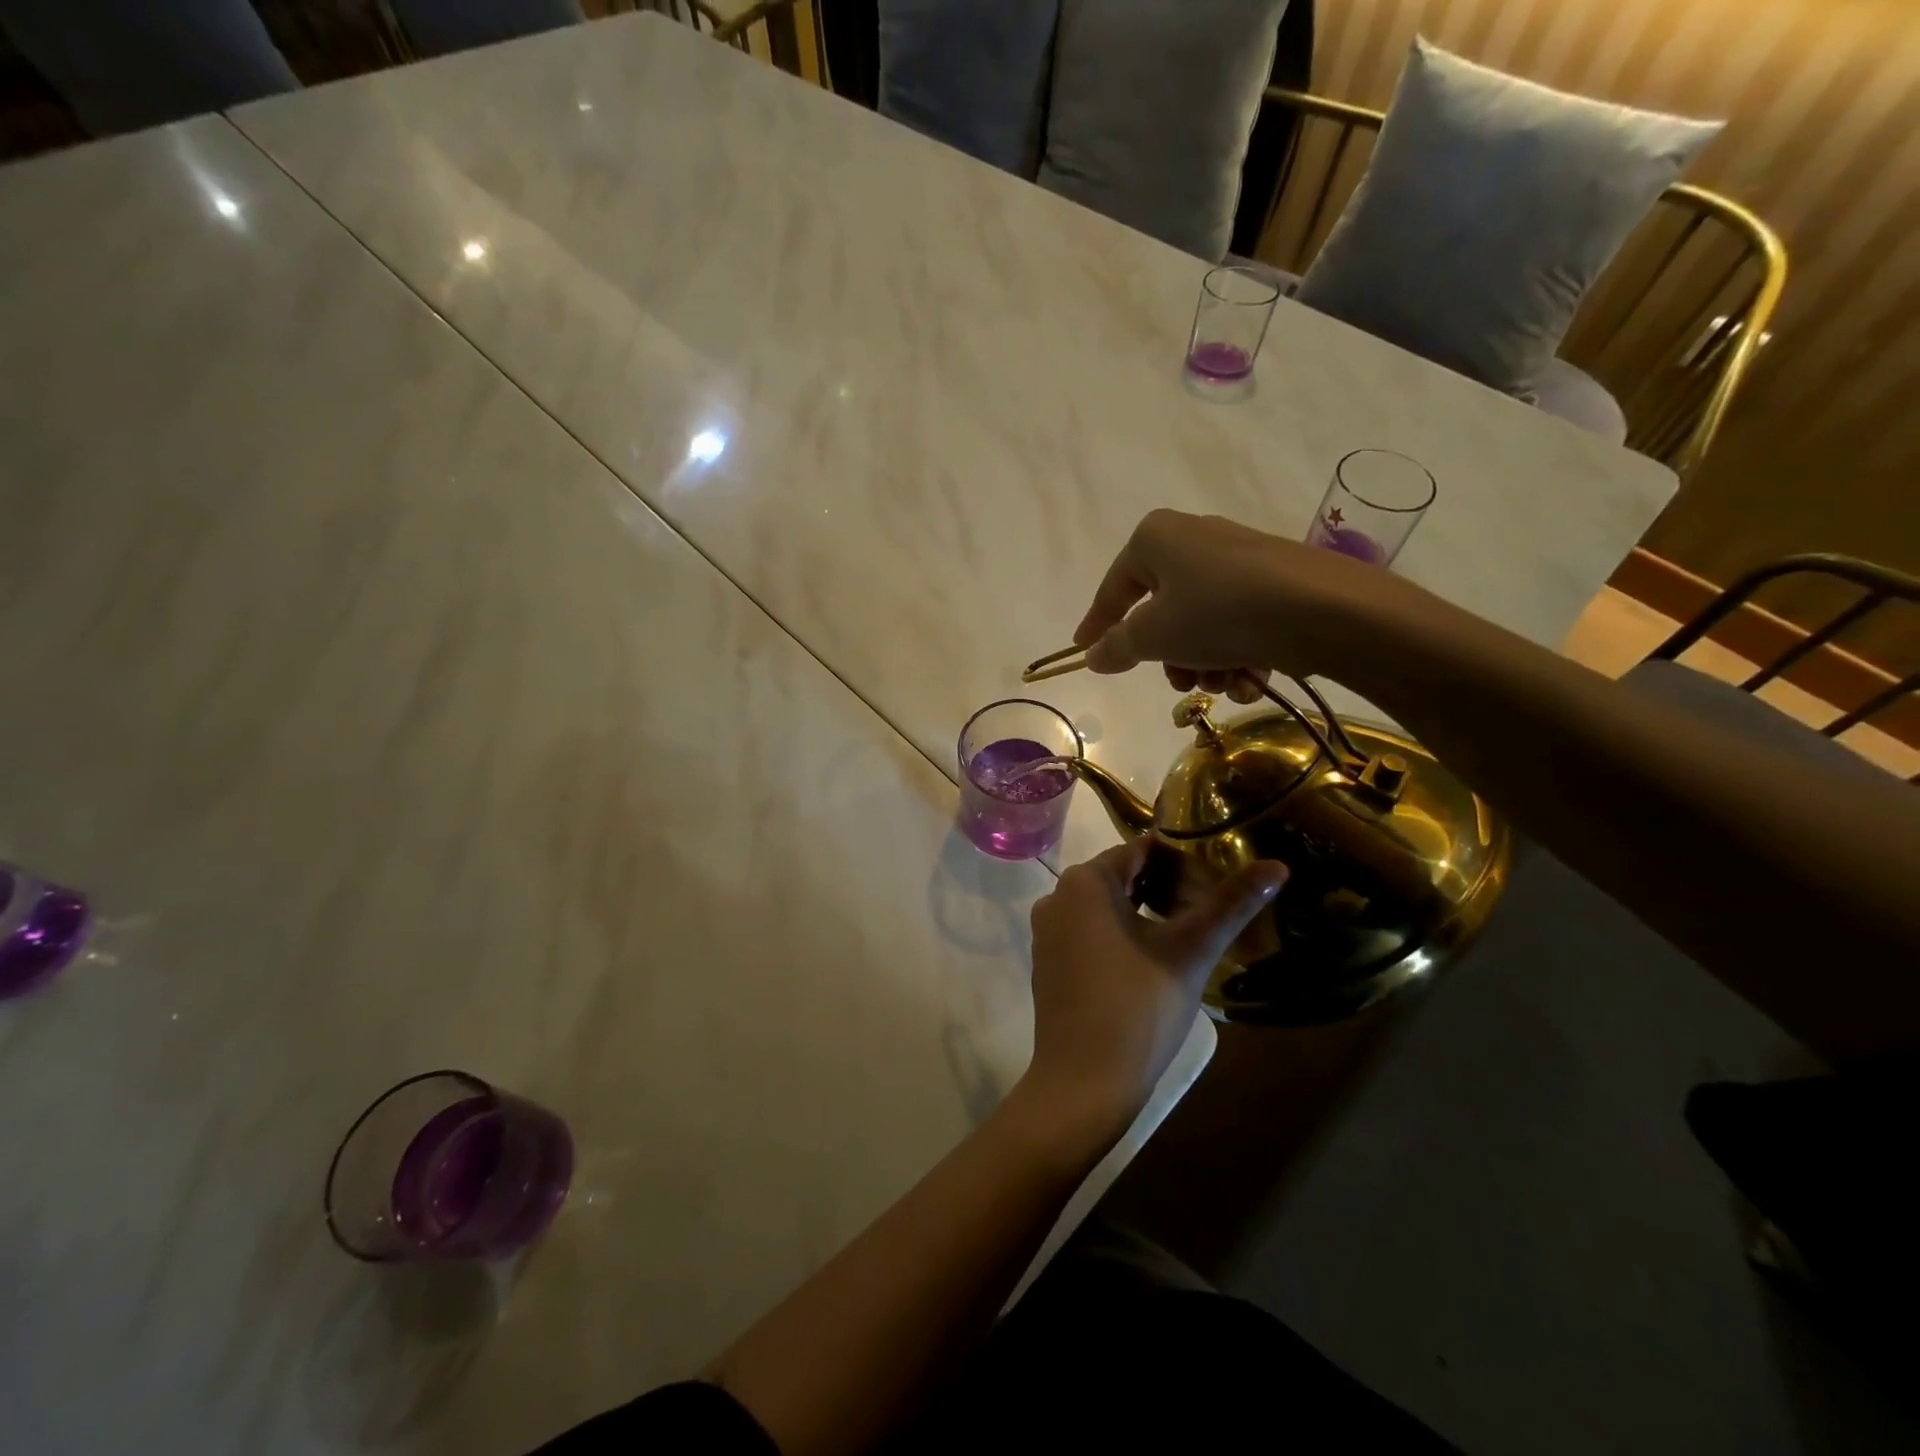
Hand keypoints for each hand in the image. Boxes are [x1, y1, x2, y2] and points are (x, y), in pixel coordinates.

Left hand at [1022, 842, 1286, 1134]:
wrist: (1083, 1083)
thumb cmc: (1139, 1008)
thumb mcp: (1191, 952)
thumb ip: (1231, 905)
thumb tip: (1277, 866)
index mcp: (1085, 881)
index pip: (1142, 849)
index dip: (1183, 862)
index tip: (1218, 881)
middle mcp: (1057, 896)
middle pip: (1122, 875)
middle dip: (1166, 888)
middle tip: (1209, 913)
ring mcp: (1047, 931)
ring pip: (1106, 905)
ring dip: (1145, 912)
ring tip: (1188, 936)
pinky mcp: (1048, 961)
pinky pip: (1089, 930)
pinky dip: (1120, 934)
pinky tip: (1151, 962)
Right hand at [1072, 508, 1415, 696]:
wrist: (1325, 610)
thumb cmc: (1220, 613)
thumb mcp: (1155, 636)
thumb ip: (1117, 646)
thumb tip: (1093, 656)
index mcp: (1156, 539)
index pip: (1114, 589)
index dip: (1096, 623)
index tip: (1083, 651)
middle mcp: (1195, 540)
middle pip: (1162, 611)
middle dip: (1169, 657)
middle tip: (1180, 683)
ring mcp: (1238, 560)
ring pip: (1201, 623)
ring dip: (1204, 663)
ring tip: (1224, 685)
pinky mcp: (1274, 582)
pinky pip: (1237, 622)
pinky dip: (1237, 655)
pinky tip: (1251, 680)